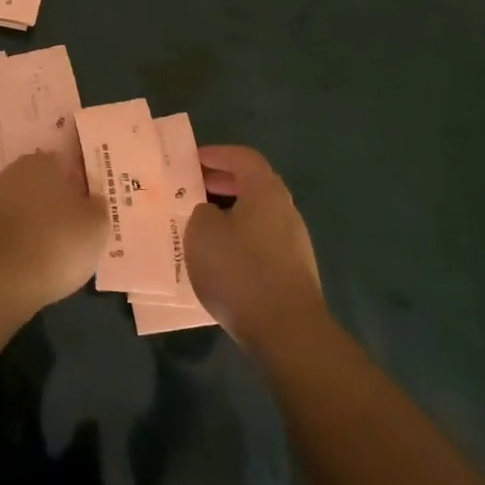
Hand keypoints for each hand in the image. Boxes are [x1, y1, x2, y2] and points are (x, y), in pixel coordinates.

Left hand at [0, 151, 104, 314]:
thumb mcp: (96, 226)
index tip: (90, 210)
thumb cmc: (57, 243)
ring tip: (54, 253)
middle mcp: (13, 173)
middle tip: (75, 231)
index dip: (80, 187)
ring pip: (23, 208)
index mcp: (43, 162)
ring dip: (36, 223)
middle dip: (56, 204)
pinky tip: (30, 262)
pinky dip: (18, 241)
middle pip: (43, 186)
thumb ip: (98, 206)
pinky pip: (7, 230)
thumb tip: (92, 199)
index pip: (66, 166)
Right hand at [186, 145, 325, 351]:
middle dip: (221, 183)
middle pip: (252, 185)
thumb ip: (200, 212)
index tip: (191, 160)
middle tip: (191, 188)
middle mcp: (285, 210)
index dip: (216, 154)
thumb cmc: (240, 270)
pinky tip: (218, 258)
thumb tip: (210, 214)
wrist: (286, 330)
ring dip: (228, 214)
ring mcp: (293, 243)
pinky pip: (259, 242)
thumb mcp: (201, 232)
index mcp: (266, 191)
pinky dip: (238, 239)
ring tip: (198, 225)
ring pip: (255, 215)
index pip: (243, 157)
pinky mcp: (292, 271)